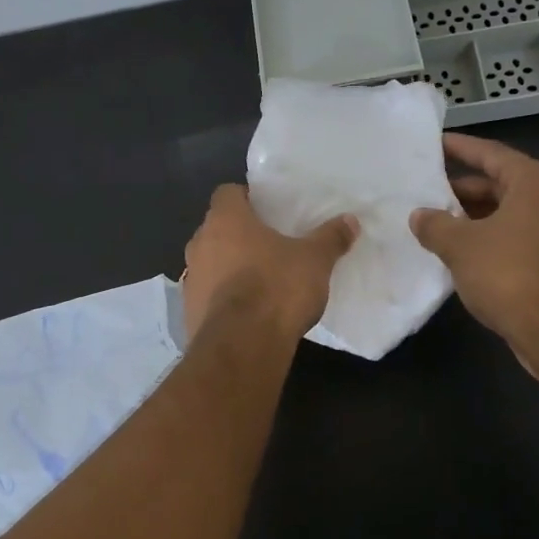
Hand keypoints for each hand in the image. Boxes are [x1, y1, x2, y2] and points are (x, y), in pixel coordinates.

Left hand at [182, 184, 357, 343]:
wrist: (242, 345)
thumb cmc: (277, 288)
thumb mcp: (314, 260)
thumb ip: (330, 238)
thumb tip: (350, 220)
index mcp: (225, 220)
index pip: (227, 193)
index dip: (246, 198)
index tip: (268, 211)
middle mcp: (200, 243)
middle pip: (217, 229)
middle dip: (239, 235)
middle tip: (269, 246)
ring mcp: (190, 279)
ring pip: (210, 262)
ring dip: (228, 268)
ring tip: (259, 281)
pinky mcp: (189, 311)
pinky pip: (207, 295)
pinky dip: (222, 299)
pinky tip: (247, 312)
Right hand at [409, 134, 538, 368]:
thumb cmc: (508, 273)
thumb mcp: (459, 245)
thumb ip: (435, 224)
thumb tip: (420, 216)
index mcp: (535, 183)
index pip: (492, 154)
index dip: (460, 148)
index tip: (435, 143)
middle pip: (502, 183)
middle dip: (463, 188)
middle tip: (427, 189)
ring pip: (509, 212)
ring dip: (474, 216)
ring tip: (437, 221)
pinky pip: (517, 236)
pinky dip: (490, 237)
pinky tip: (460, 250)